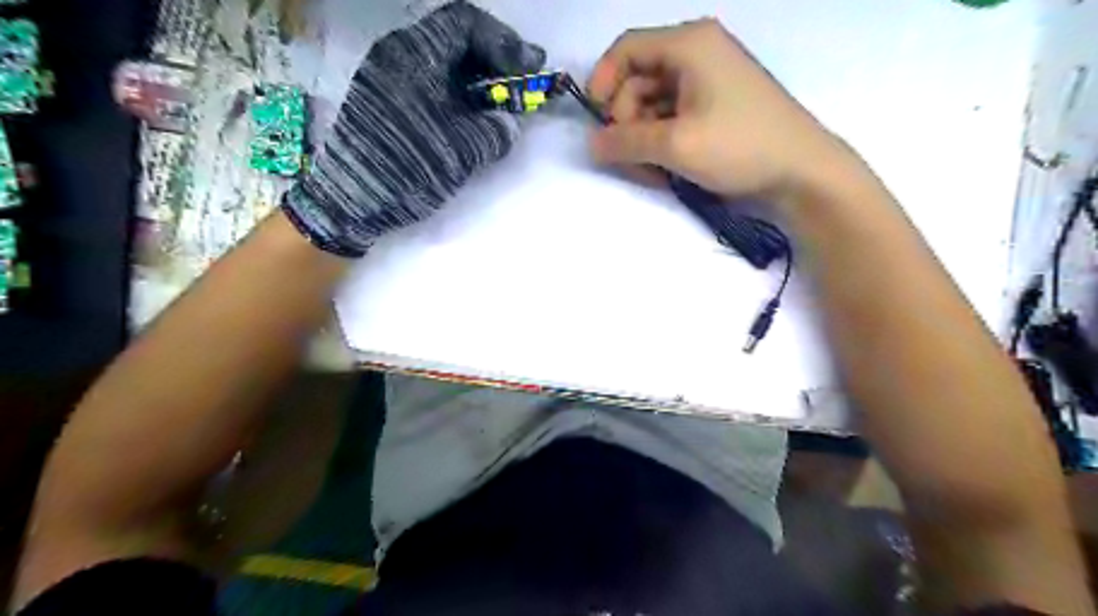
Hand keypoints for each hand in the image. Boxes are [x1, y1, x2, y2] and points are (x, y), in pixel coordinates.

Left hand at [279, 0, 541, 253]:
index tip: (530, 66)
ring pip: (443, 64)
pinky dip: (459, 94)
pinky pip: (430, 84)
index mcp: (414, 54)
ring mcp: (388, 78)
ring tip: (502, 102)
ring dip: (477, 79)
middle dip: (494, 59)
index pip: (466, 23)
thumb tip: (509, 124)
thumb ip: (495, 131)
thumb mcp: (462, 151)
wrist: (351, 200)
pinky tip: (473, 116)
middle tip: (522, 81)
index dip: (504, 41)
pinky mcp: (386, 101)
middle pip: (455, 40)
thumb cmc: (408, 167)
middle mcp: (398, 55)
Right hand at [593, 18, 856, 206]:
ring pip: (654, 101)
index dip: (603, 81)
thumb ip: (626, 142)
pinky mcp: (716, 104)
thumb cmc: (739, 147)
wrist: (801, 171)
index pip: (627, 48)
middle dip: (626, 118)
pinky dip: (663, 138)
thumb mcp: (675, 145)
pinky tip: (667, 165)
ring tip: (651, 168)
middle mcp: (698, 53)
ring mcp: (709, 80)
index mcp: (689, 44)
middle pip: (638, 78)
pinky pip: (674, 114)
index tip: (597, 120)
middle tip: (629, 156)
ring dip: (644, 135)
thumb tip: (592, 144)